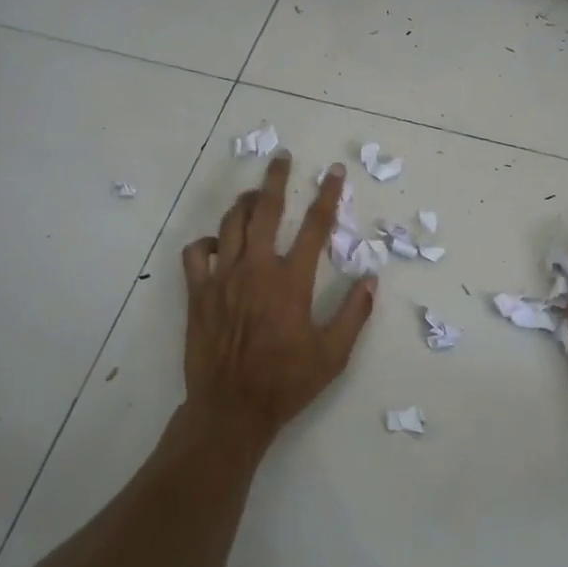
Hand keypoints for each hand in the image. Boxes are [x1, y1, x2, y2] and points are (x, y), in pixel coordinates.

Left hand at [180, 155, 376, 452]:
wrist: (231, 409)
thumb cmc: (286, 382)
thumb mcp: (333, 354)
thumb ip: (354, 313)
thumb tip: (371, 279)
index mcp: (291, 281)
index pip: (315, 226)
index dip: (328, 195)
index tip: (334, 172)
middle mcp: (256, 269)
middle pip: (266, 209)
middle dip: (276, 179)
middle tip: (282, 158)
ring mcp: (222, 278)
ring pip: (231, 224)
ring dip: (245, 204)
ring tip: (257, 196)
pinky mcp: (198, 293)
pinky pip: (196, 253)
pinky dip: (208, 242)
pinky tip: (219, 244)